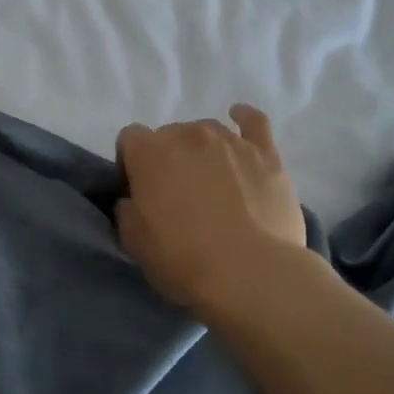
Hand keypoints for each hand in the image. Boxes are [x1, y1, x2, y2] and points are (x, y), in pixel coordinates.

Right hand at [115, 105, 308, 319]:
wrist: (249, 273)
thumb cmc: (183, 258)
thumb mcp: (134, 241)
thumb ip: (127, 211)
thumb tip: (134, 200)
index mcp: (149, 153)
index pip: (130, 139)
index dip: (130, 163)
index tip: (138, 190)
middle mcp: (188, 135)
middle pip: (169, 134)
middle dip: (168, 158)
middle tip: (177, 194)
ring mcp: (230, 141)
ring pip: (207, 131)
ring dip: (202, 149)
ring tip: (211, 180)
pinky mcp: (266, 154)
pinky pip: (254, 123)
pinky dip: (244, 119)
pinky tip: (240, 120)